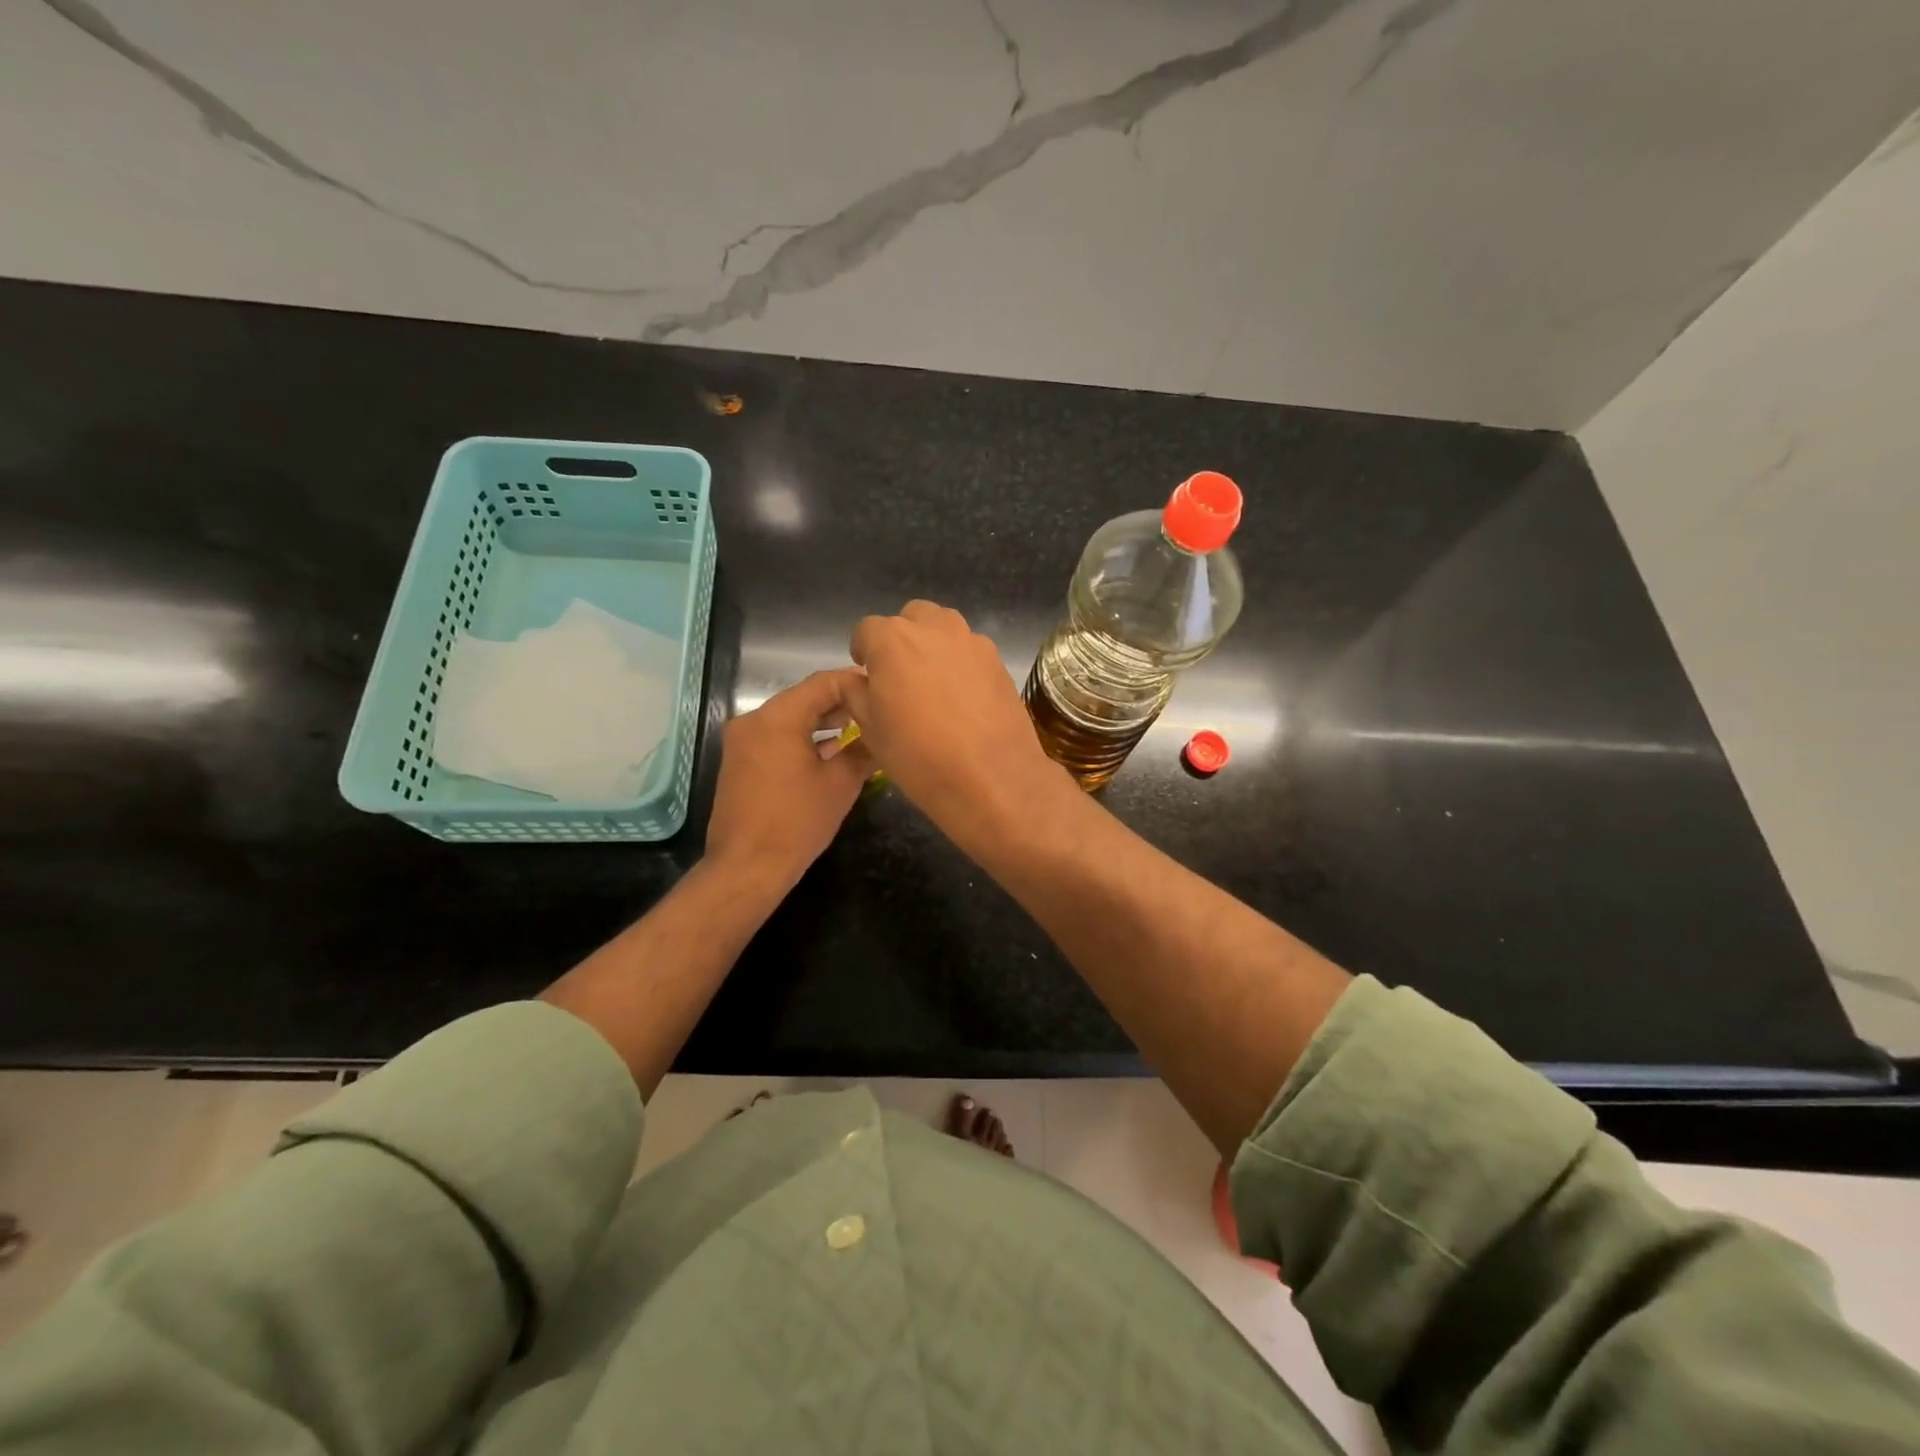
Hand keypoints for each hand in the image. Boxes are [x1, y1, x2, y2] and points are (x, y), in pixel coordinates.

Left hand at [706, 670, 872, 893]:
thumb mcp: (840, 784)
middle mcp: (753, 720)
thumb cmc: (797, 822)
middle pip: (804, 697)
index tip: (882, 691)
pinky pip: (776, 736)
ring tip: (859, 731)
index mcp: (777, 718)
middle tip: (876, 712)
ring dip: (822, 722)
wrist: (747, 867)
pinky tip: (829, 751)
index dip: (855, 683)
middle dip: (841, 703)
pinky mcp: (739, 761)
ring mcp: (742, 740)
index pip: (822, 683)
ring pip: (790, 717)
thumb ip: (863, 750)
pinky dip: (802, 738)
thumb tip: (883, 735)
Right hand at [844, 600, 1070, 842]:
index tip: (867, 677)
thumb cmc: (919, 756)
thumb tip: (856, 679)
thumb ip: (856, 693)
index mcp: (892, 640)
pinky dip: (961, 664)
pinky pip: (970, 651)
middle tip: (900, 679)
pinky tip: (963, 699)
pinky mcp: (998, 660)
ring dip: (932, 647)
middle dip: (900, 642)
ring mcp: (971, 641)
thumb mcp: (870, 729)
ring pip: (943, 629)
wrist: (991, 778)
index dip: (863, 653)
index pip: (866, 630)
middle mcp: (933, 627)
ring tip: (933, 687)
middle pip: (909, 620)